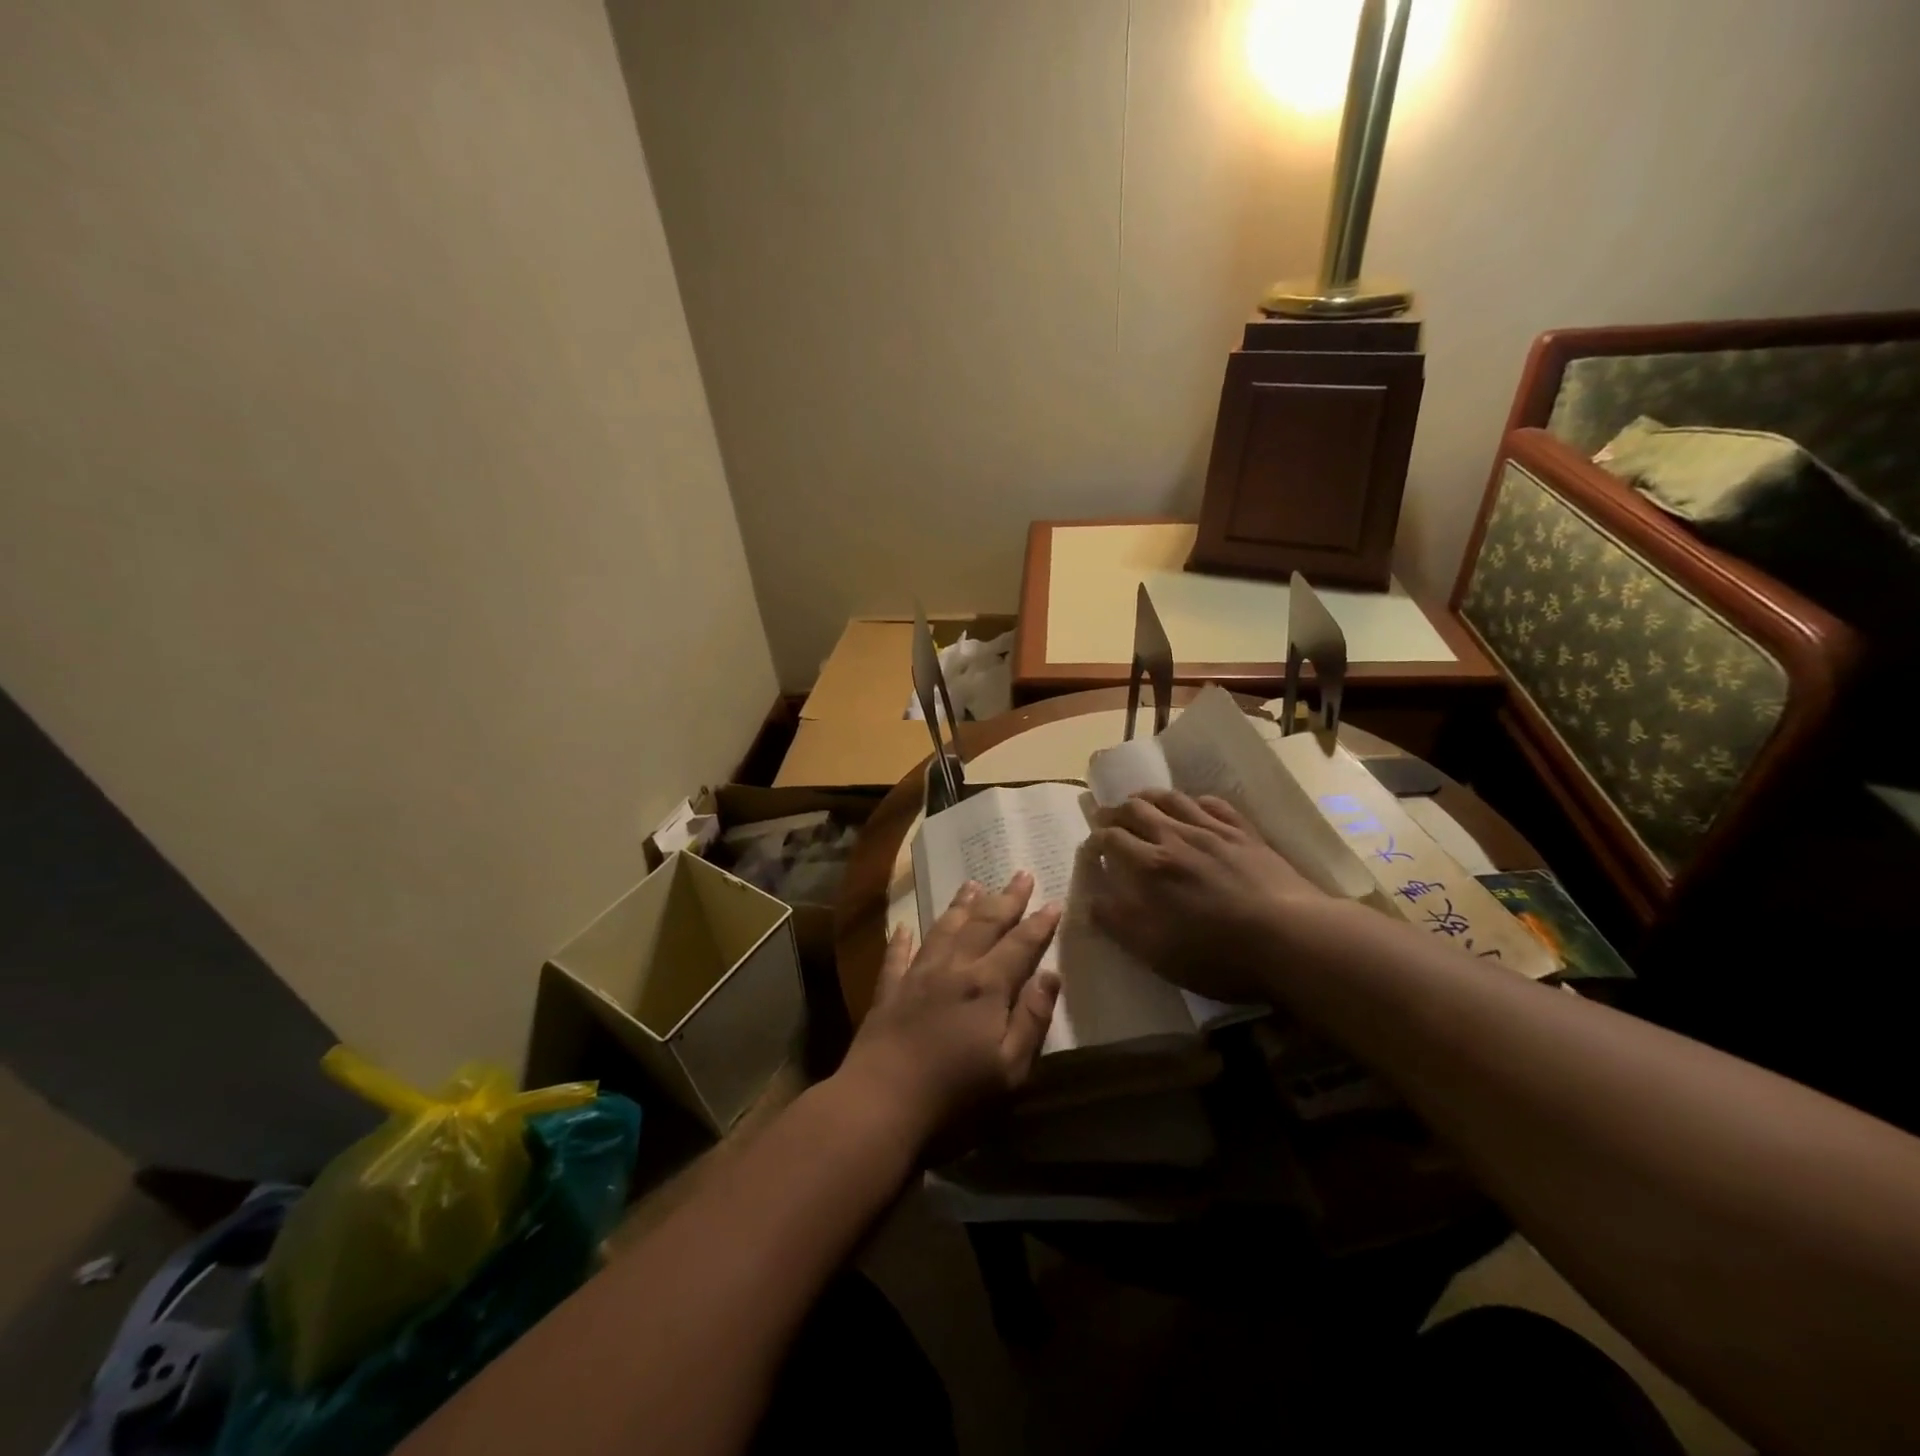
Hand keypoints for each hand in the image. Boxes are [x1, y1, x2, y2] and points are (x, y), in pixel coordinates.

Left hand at [837, 872, 1061, 1147]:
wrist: (880, 1103)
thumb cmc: (954, 1096)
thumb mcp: (1010, 1069)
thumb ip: (1032, 1019)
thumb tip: (1050, 975)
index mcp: (986, 987)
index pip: (1019, 945)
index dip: (1038, 924)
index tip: (1053, 902)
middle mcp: (953, 969)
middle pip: (983, 925)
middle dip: (1005, 899)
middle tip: (1020, 874)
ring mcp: (916, 977)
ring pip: (943, 930)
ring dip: (960, 906)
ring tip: (973, 884)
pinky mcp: (888, 992)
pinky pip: (896, 956)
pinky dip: (902, 939)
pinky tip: (904, 926)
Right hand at [1084, 789, 1324, 1001]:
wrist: (1291, 940)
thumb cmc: (1218, 954)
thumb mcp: (1156, 951)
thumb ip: (1118, 923)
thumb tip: (1091, 900)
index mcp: (1150, 866)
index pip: (1111, 839)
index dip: (1095, 841)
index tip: (1090, 849)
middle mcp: (1176, 837)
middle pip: (1136, 810)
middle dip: (1115, 812)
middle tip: (1106, 819)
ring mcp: (1213, 831)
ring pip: (1172, 799)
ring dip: (1148, 797)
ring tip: (1139, 801)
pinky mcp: (1245, 833)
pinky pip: (1213, 804)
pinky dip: (1194, 800)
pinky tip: (1193, 806)